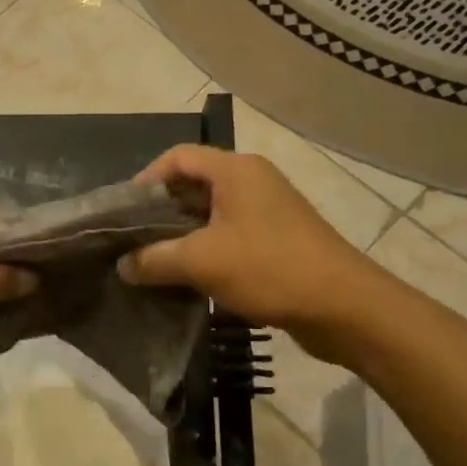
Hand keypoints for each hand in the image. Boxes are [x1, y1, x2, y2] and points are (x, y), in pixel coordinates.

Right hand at [117, 144, 392, 360]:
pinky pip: (228, 236)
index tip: (122, 213)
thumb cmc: (269, 268)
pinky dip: (203, 250)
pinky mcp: (277, 240)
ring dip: (180, 235)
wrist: (344, 308)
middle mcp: (252, 181)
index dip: (145, 179)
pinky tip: (185, 278)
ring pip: (210, 214)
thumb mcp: (200, 262)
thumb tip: (122, 265)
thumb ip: (153, 259)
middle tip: (130, 240)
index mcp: (235, 170)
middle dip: (159, 211)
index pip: (177, 157)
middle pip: (193, 184)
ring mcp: (268, 211)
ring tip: (151, 261)